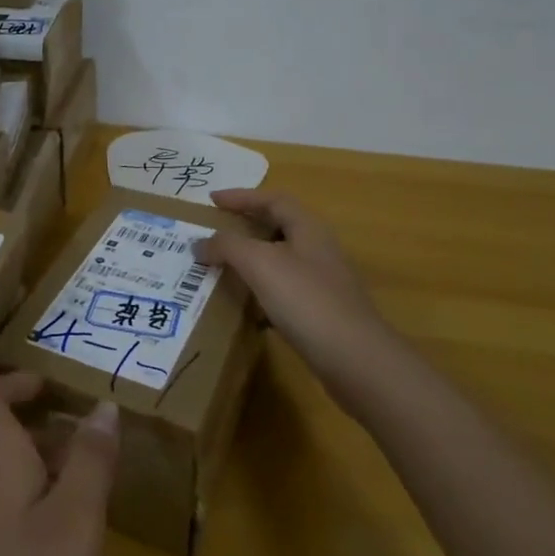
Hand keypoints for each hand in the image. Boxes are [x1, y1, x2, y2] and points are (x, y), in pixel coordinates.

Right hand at [195, 189, 394, 408]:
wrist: (354, 358)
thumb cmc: (306, 300)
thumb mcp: (259, 263)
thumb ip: (227, 246)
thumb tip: (199, 243)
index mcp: (308, 228)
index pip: (272, 200)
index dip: (241, 196)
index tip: (212, 200)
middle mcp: (318, 249)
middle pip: (278, 227)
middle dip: (245, 227)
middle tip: (215, 232)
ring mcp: (323, 282)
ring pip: (280, 260)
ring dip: (251, 260)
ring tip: (222, 267)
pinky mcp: (321, 312)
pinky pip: (284, 291)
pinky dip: (261, 291)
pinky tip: (245, 307)